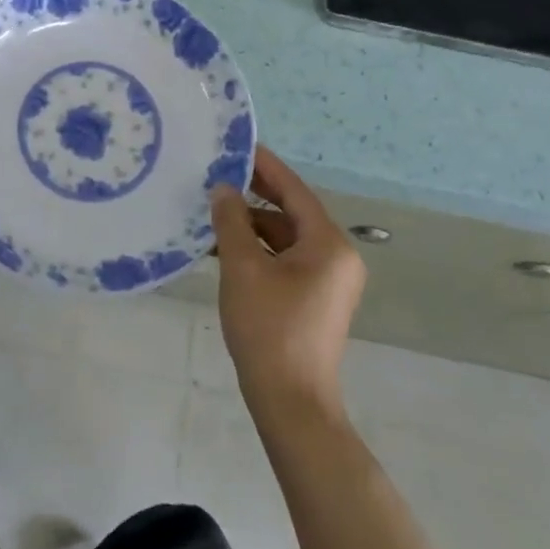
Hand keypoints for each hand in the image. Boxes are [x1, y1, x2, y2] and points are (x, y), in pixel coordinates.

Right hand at [211, 146, 366, 417]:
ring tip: (212, 213)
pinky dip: (258, 250)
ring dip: (252, 226)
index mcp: (328, 244)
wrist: (291, 403)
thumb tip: (223, 190)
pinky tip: (224, 249)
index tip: (237, 146)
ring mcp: (328, 281)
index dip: (264, 166)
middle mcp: (336, 256)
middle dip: (254, 195)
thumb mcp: (242, 268)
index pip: (294, 190)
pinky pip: (285, 260)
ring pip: (286, 238)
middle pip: (292, 212)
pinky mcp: (315, 299)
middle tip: (218, 174)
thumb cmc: (269, 329)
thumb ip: (231, 222)